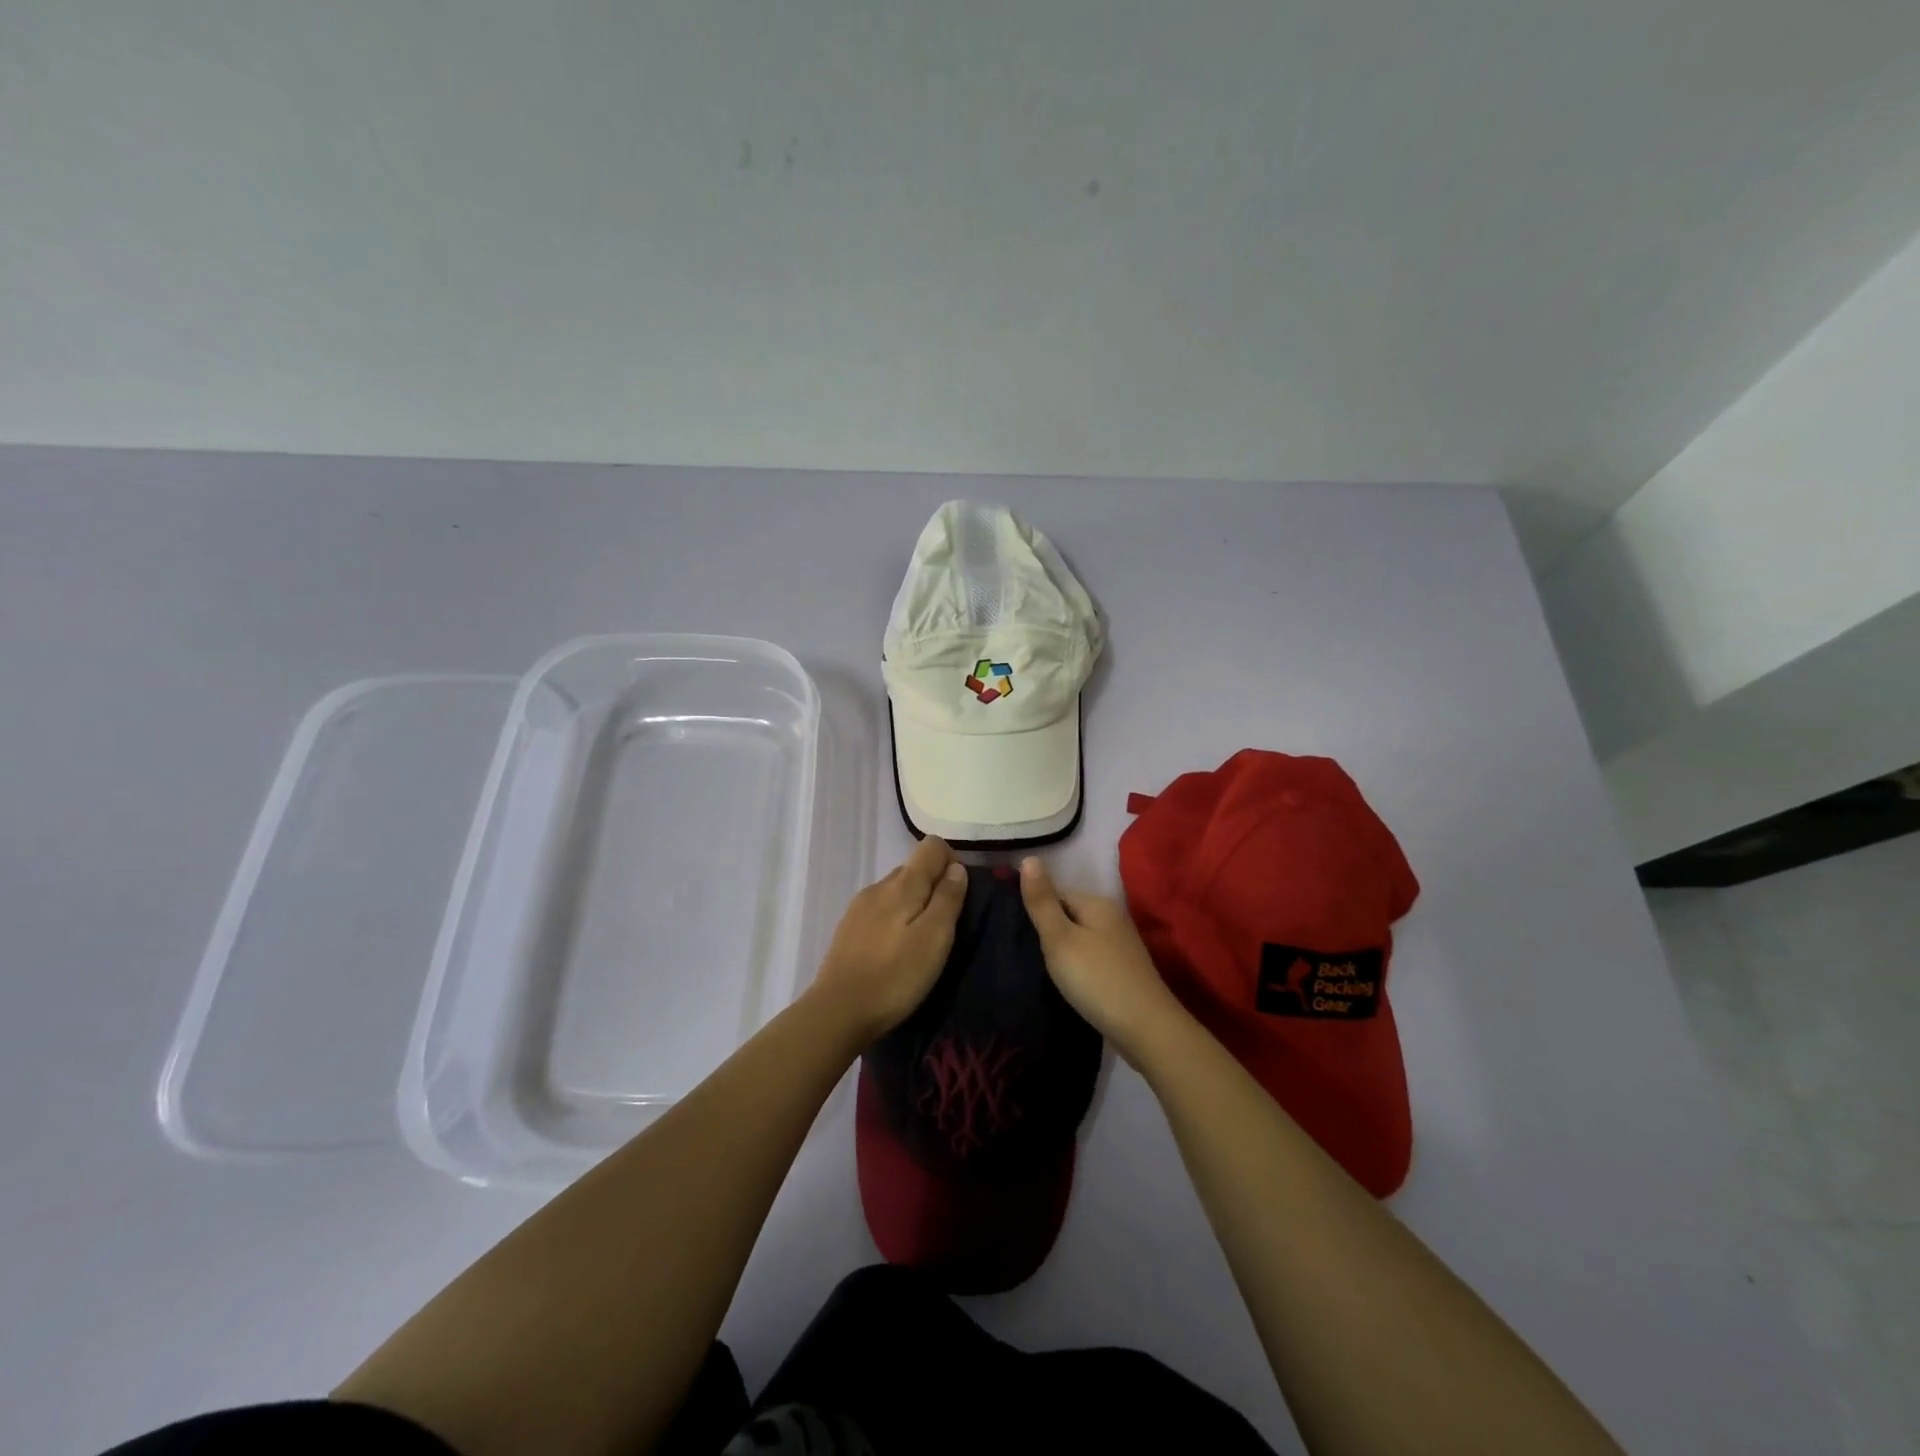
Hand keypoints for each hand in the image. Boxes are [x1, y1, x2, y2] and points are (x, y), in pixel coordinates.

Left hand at [812, 836, 968, 1041]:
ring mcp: (859, 907)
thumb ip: (948, 898)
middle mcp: (879, 886)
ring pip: (897, 890)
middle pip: (914, 867)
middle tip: (946, 925)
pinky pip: (881, 910)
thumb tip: (956, 867)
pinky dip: (896, 920)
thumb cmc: (895, 976)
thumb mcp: (934, 938)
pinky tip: (896, 951)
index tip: (960, 896)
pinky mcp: (849, 929)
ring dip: (915, 905)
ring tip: (922, 942)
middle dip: (935, 886)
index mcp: (902, 883)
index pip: (931, 846)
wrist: (837, 1011)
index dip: (951, 862)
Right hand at [1019, 857, 1185, 1060]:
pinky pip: (1091, 957)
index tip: (1014, 930)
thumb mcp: (1060, 939)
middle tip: (1023, 952)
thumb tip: (1028, 858)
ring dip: (1062, 949)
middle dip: (1047, 929)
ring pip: (1080, 937)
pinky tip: (1067, 982)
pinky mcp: (1124, 971)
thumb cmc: (1097, 980)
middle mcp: (1113, 918)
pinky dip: (1076, 966)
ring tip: (1039, 968)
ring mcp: (1121, 946)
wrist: (1147, 1031)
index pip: (1056, 892)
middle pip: (1069, 913)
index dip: (1034, 908)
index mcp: (1098, 903)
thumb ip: (1042, 901)